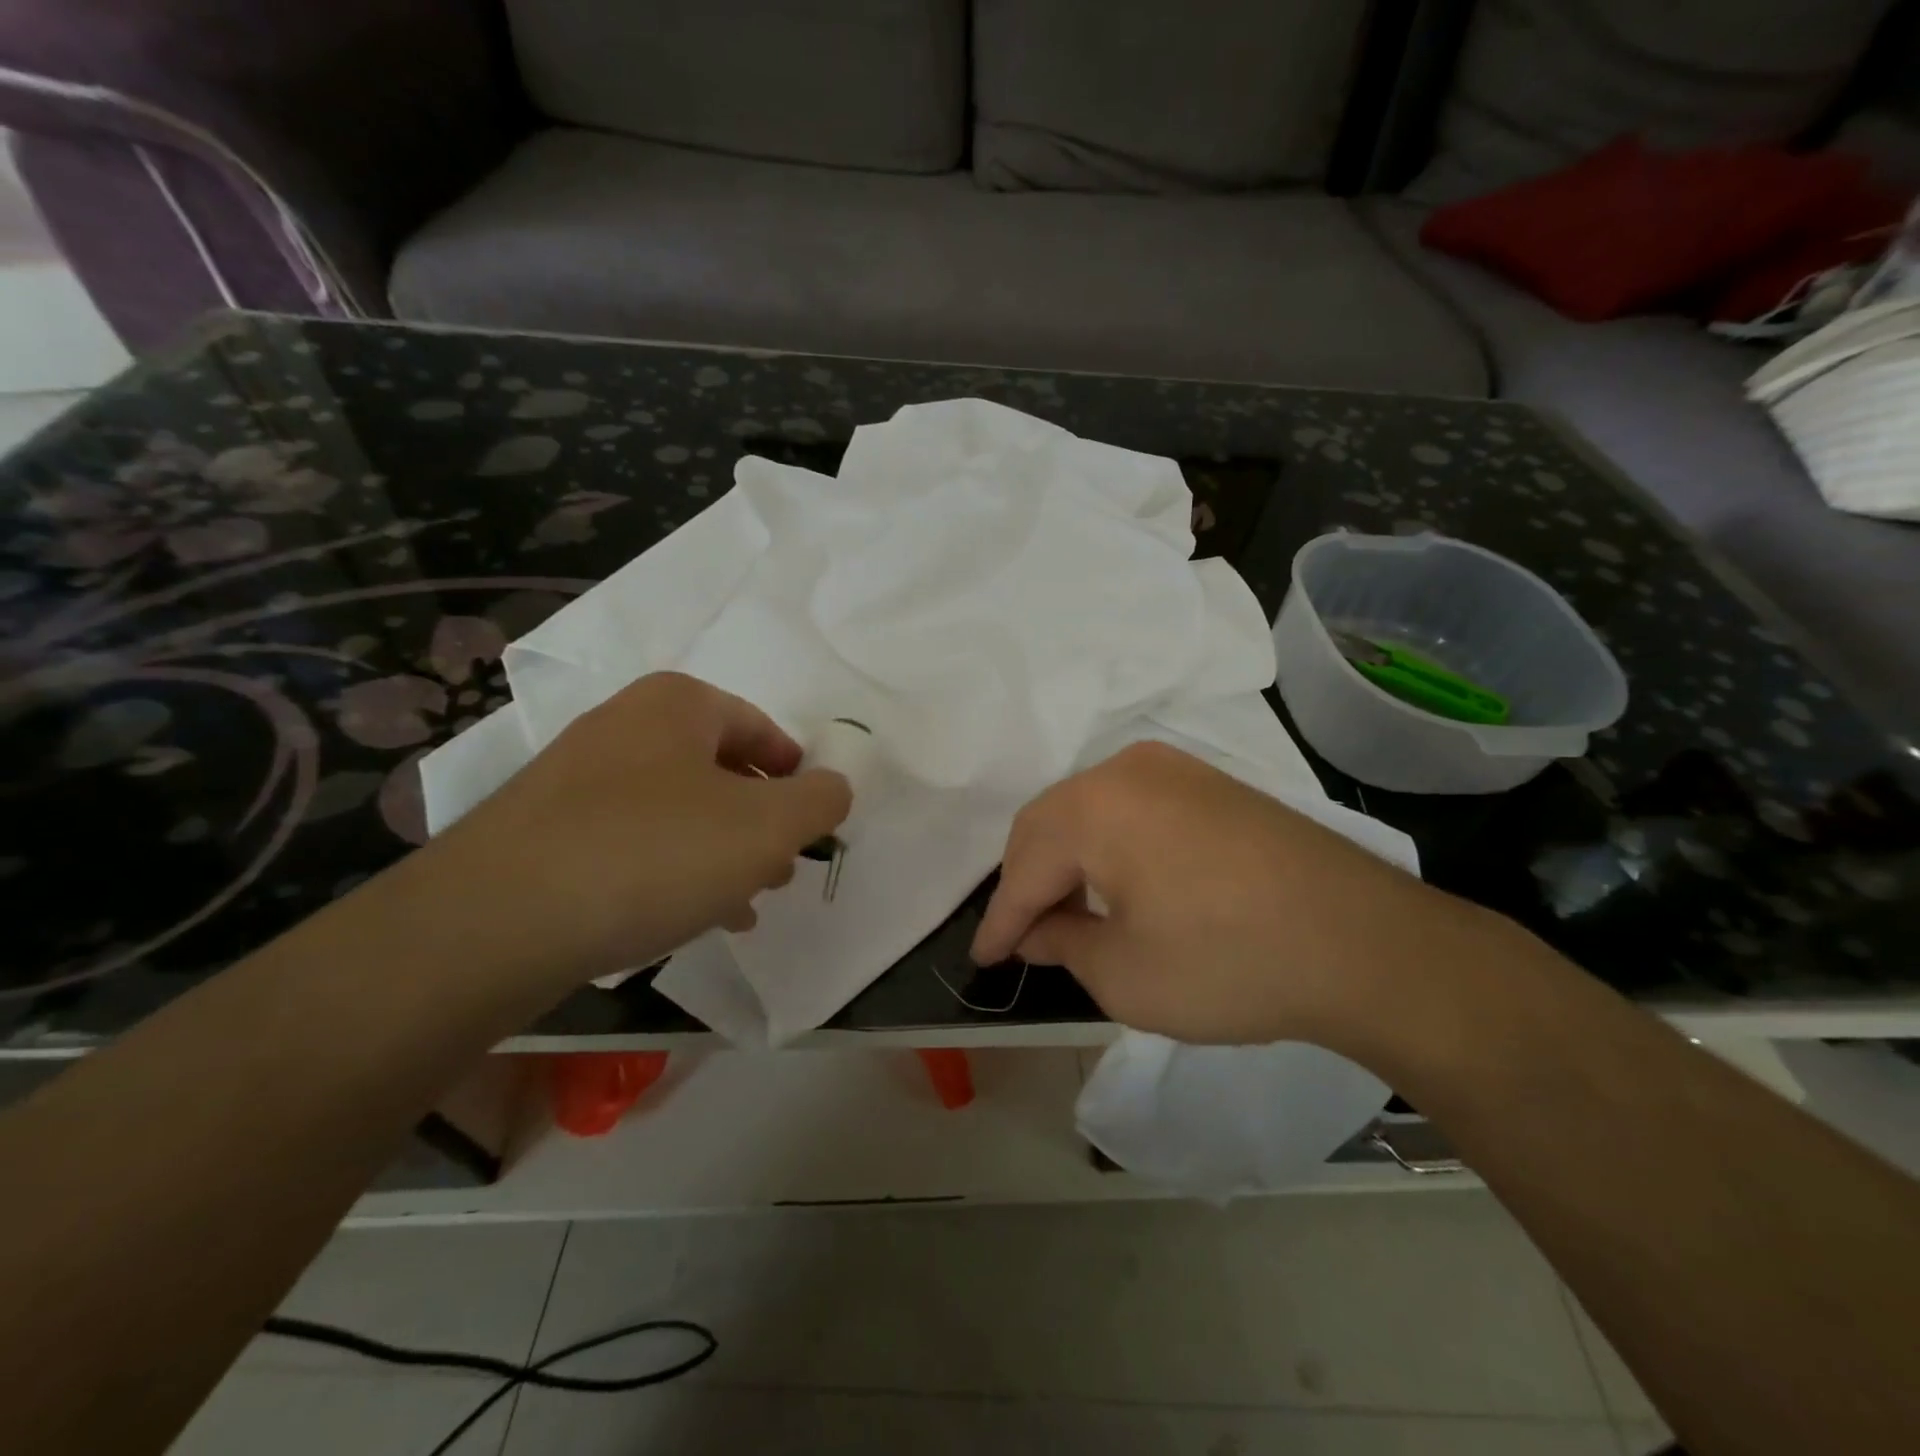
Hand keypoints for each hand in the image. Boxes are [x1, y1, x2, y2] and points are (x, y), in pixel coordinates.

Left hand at [419, 672, 850, 987]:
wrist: (497, 921)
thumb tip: (833, 788)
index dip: (796, 774)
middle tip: (782, 867)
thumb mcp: (767, 827)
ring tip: (743, 901)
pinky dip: (671, 871)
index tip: (812, 821)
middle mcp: (624, 726)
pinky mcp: (545, 832)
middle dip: (759, 820)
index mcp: (678, 704)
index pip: (761, 728)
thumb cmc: (654, 853)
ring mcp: (577, 779)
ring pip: (678, 810)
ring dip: (719, 852)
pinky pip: (633, 843)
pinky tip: (687, 917)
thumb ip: (819, 800)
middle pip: (719, 769)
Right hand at [971, 742, 1481, 1047]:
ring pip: (1090, 810)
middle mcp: (1126, 770)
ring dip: (1068, 859)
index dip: (1000, 919)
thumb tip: (1038, 930)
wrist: (1365, 943)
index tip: (983, 957)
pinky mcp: (1211, 784)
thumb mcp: (1124, 974)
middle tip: (1021, 935)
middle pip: (1051, 825)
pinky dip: (1109, 845)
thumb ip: (1063, 943)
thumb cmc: (1228, 963)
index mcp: (1094, 806)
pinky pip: (1132, 808)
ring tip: (1064, 910)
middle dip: (1029, 881)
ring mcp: (1175, 769)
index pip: (1025, 867)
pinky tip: (1118, 882)